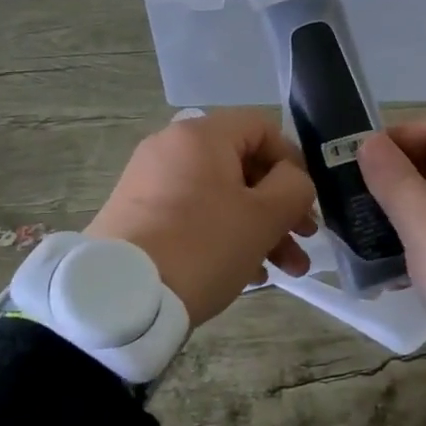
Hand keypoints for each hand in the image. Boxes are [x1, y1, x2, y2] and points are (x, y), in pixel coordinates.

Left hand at [86, 109, 316, 328]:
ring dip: (259, 228)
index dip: (293, 161)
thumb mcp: (263, 217)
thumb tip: (292, 180)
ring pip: (220, 195)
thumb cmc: (201, 246)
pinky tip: (247, 274)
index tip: (306, 201)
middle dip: (280, 206)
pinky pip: (193, 214)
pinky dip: (223, 235)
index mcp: (201, 135)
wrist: (119, 298)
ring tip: (284, 270)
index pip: (262, 127)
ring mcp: (150, 181)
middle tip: (304, 240)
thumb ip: (294, 188)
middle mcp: (172, 148)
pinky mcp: (137, 214)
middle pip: (242, 165)